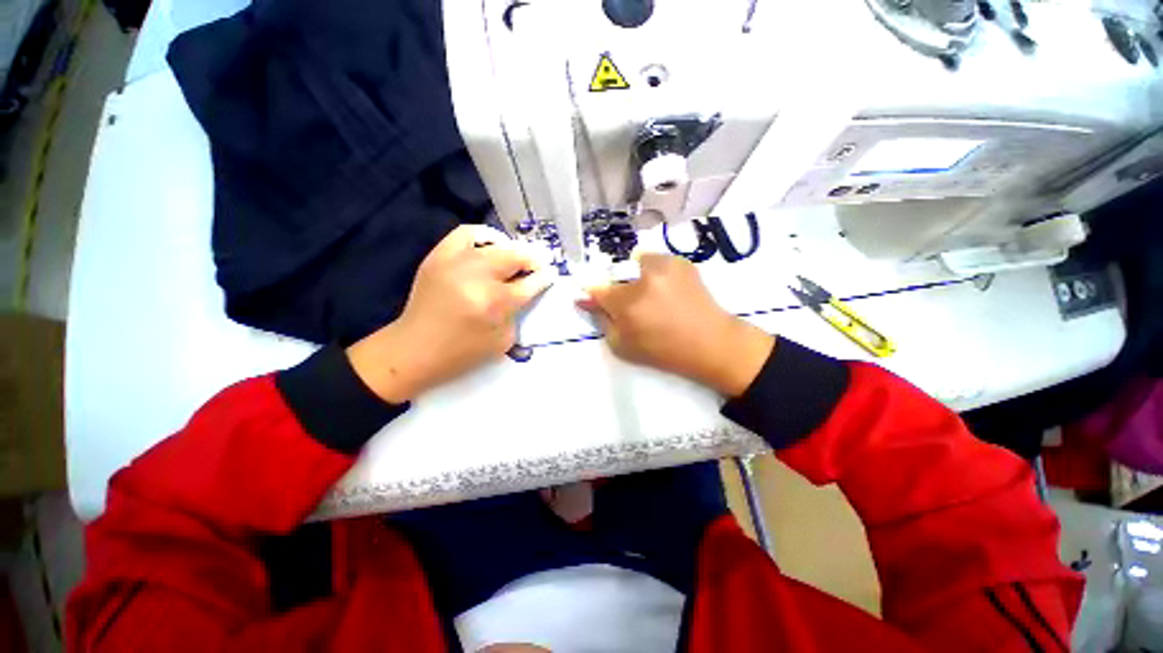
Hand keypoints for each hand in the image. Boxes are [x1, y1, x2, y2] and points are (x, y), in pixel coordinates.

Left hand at [347, 225, 552, 402]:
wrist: (414, 350)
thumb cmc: (462, 352)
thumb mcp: (503, 340)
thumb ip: (517, 311)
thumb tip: (525, 289)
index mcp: (495, 303)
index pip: (529, 283)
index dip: (544, 277)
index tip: (551, 273)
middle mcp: (477, 277)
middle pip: (515, 257)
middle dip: (532, 260)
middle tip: (537, 265)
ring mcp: (455, 262)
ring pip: (495, 244)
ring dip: (512, 250)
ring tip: (516, 257)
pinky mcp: (438, 257)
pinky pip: (466, 233)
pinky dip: (484, 236)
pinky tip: (492, 245)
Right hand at [579, 254, 773, 396]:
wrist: (710, 343)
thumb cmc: (663, 351)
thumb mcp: (622, 346)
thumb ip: (602, 320)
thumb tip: (586, 300)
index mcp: (627, 302)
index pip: (596, 288)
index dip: (594, 295)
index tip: (596, 301)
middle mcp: (643, 277)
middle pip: (616, 273)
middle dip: (617, 287)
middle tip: (631, 304)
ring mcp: (664, 265)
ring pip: (636, 261)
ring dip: (636, 275)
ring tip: (651, 293)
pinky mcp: (681, 261)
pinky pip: (656, 259)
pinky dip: (655, 271)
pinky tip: (668, 289)